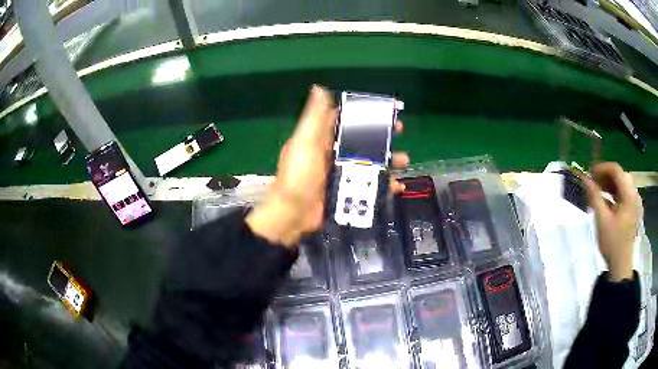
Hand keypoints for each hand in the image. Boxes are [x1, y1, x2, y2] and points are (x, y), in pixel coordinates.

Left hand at [247, 85, 408, 246]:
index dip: (365, 110)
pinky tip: (396, 185)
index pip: (347, 117)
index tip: (385, 107)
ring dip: (388, 159)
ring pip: (370, 161)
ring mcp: (341, 171)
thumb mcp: (305, 142)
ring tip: (403, 160)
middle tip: (399, 130)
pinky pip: (369, 183)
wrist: (293, 213)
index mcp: (322, 137)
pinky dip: (384, 183)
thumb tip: (319, 88)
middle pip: (362, 138)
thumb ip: (314, 117)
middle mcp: (333, 152)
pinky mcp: (347, 189)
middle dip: (382, 133)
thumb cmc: (299, 175)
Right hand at [582, 162, 639, 280]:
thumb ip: (594, 197)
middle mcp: (632, 194)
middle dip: (605, 175)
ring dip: (608, 184)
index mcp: (628, 195)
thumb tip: (584, 178)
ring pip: (621, 184)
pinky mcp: (630, 211)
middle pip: (619, 175)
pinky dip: (613, 193)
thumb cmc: (612, 243)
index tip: (589, 172)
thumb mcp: (602, 220)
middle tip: (592, 182)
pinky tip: (604, 201)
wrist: (620, 265)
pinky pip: (622, 195)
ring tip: (597, 190)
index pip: (616, 170)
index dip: (602, 167)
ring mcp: (632, 203)